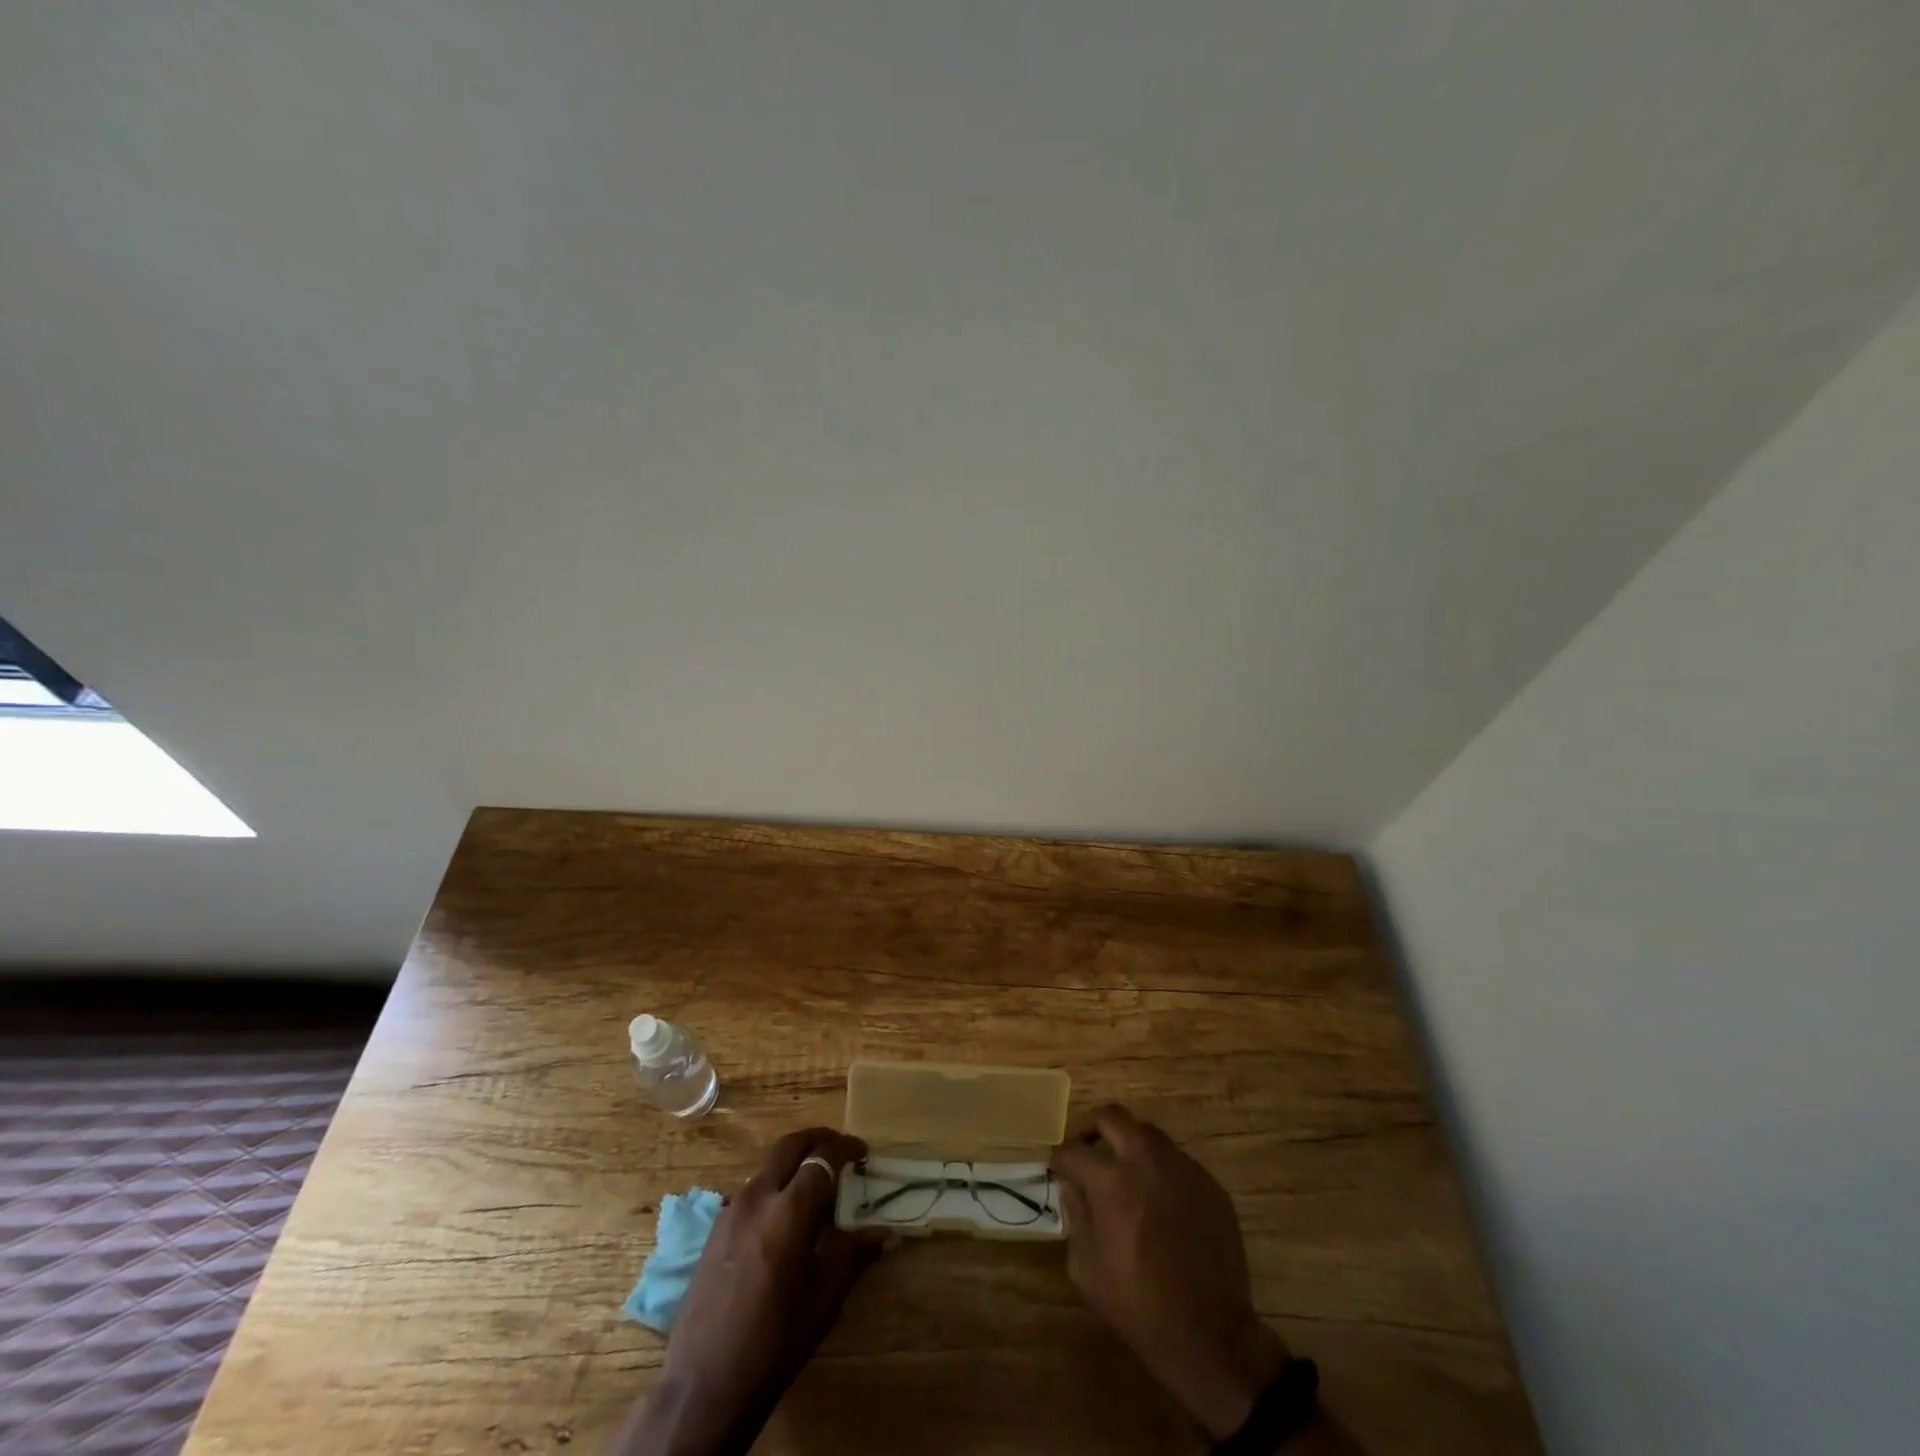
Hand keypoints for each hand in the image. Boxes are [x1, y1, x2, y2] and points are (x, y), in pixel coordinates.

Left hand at [617, 1128, 883, 1455]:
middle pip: (790, 1145)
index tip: (863, 1153)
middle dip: (818, 1139)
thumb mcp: (823, 1300)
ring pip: (768, 1164)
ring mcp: (731, 1210)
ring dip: (794, 1161)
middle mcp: (758, 1197)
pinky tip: (783, 1215)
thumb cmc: (774, 1343)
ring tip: (815, 1182)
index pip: (823, 1159)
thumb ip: (853, 1255)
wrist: (703, 1386)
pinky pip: (751, 1189)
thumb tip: (885, 1233)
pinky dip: (774, 1184)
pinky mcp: (715, 1228)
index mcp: (789, 1212)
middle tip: (839, 1150)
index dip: (846, 1149)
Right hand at [1051, 1104, 1291, 1440]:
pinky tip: (1157, 1201)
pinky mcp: (1209, 1183)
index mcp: (1111, 1178)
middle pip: (1112, 1116)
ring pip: (1147, 1133)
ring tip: (1123, 1173)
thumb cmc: (1138, 1303)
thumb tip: (1074, 1187)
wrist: (1209, 1333)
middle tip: (1085, 1149)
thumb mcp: (1086, 1267)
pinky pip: (1176, 1161)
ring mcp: (1182, 1167)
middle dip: (1090, 1127)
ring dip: (1128, 1144)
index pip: (1073, 1149)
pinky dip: (1158, 1170)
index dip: (1060, 1159)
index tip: (1058, 1170)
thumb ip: (1075, 1215)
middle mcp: (1146, 1159)